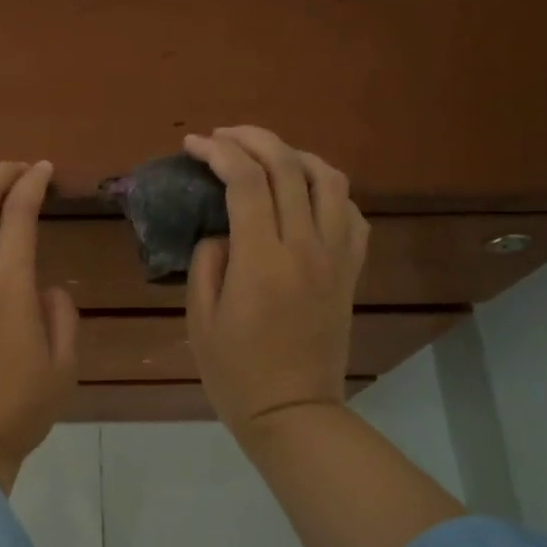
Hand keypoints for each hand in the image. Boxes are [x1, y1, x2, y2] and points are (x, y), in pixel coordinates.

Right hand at [183, 127, 368, 436]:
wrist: (293, 411)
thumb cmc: (235, 372)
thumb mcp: (200, 318)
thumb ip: (207, 262)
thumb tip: (222, 230)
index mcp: (262, 260)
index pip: (246, 181)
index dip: (218, 152)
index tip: (194, 145)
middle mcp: (306, 247)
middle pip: (288, 167)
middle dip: (252, 138)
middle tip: (224, 135)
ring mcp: (336, 257)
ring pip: (329, 180)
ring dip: (295, 155)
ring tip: (267, 156)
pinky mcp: (351, 271)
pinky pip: (352, 213)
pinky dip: (328, 190)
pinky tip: (306, 193)